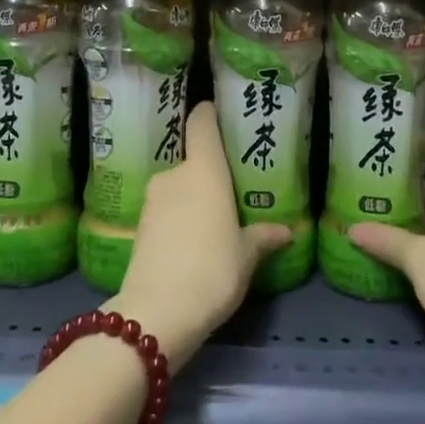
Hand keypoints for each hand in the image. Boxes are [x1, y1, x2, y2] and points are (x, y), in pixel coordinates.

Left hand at [113, 102, 289, 372]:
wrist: (157, 313)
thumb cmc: (212, 270)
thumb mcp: (246, 256)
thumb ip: (262, 237)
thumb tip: (285, 231)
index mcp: (204, 170)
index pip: (201, 124)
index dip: (208, 113)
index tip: (218, 111)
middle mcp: (175, 175)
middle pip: (192, 161)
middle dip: (209, 174)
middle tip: (231, 190)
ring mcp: (152, 201)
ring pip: (178, 188)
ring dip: (193, 199)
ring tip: (214, 221)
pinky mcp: (139, 227)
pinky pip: (165, 211)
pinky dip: (178, 219)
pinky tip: (193, 243)